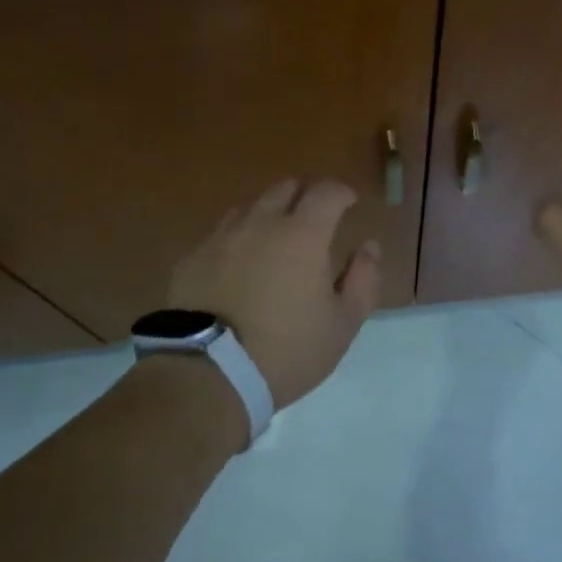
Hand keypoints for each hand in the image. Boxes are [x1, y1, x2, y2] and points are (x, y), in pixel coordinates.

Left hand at [168, 178, 381, 408]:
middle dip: (306, 195)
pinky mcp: (192, 258)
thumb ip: (364, 280)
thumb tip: (369, 247)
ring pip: (250, 207)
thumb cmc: (287, 350)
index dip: (341, 192)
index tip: (350, 202)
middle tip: (316, 217)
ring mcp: (221, 238)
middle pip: (285, 188)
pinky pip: (221, 235)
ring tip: (277, 238)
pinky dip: (239, 239)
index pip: (326, 192)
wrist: (209, 374)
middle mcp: (260, 224)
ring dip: (270, 213)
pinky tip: (239, 264)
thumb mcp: (342, 324)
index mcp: (302, 235)